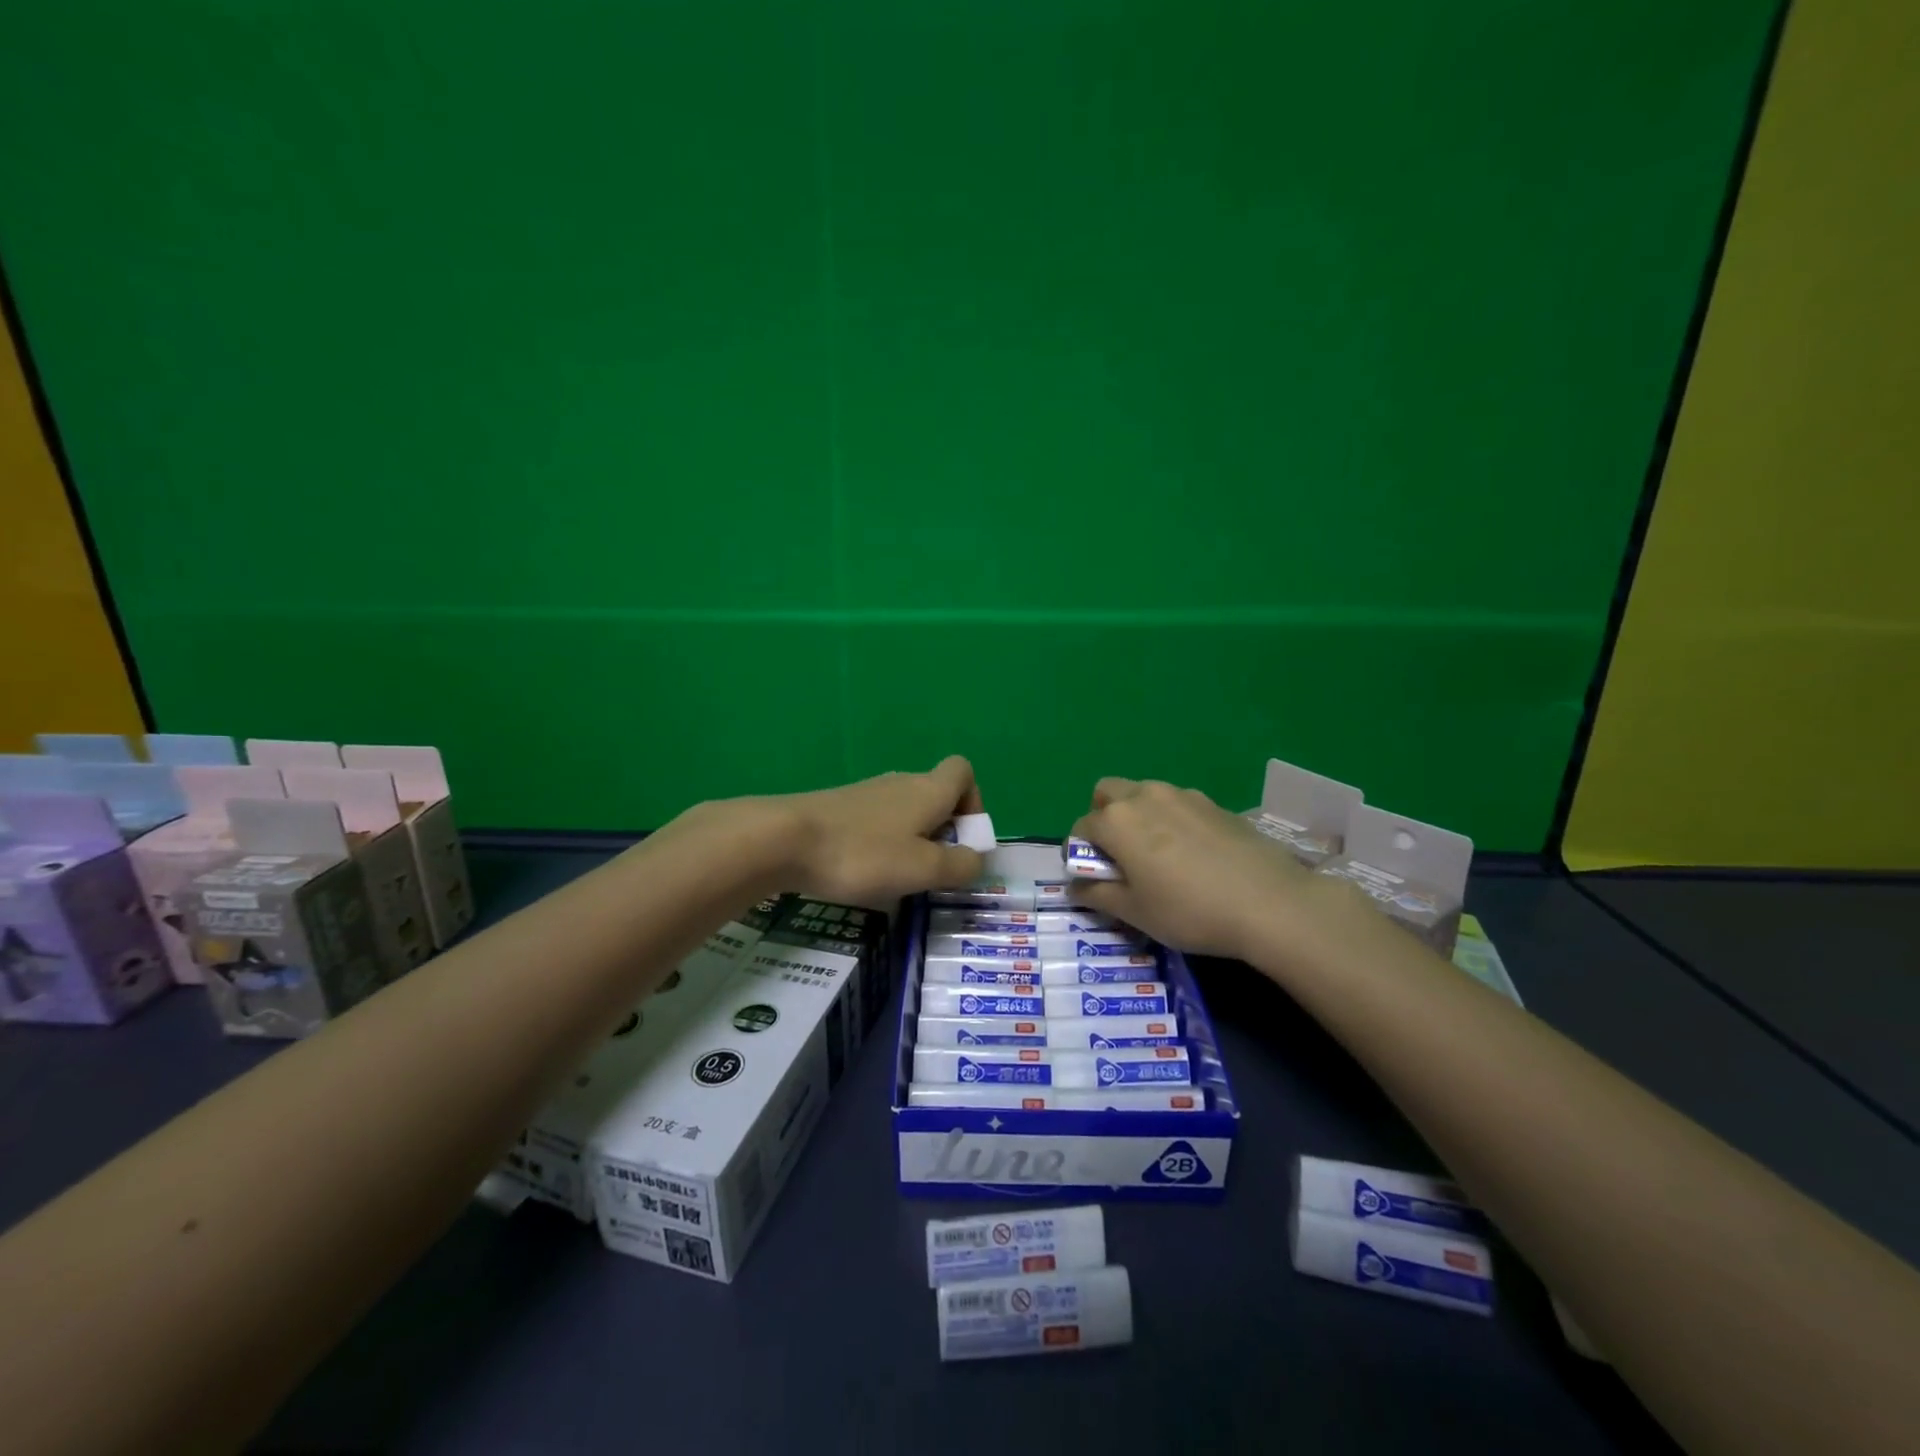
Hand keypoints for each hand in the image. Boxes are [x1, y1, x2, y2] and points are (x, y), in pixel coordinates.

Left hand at [776, 755, 985, 905]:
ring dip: (911, 842)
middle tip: (931, 871)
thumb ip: (960, 865)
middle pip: (935, 796)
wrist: (785, 839)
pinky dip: (882, 845)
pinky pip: (877, 823)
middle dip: (943, 832)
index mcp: (928, 790)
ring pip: (905, 812)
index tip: (962, 839)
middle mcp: (901, 783)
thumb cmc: (864, 854)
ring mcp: (867, 794)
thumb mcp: (923, 869)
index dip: (973, 802)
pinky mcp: (840, 809)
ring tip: (896, 878)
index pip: (963, 771)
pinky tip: (864, 873)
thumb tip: (977, 859)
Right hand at [1068, 778, 1335, 962]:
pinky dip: (1171, 820)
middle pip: (1107, 793)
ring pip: (1143, 794)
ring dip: (1138, 815)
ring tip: (1159, 855)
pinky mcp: (1213, 803)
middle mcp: (1144, 796)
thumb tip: (1074, 886)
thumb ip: (1096, 895)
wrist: (1270, 903)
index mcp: (1116, 821)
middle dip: (1103, 818)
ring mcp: (1182, 795)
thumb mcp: (1135, 912)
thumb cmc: (1189, 911)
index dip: (1079, 854)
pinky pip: (1177, 804)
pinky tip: (1194, 854)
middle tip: (1120, 856)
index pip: (1080, 828)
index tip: (1095, 879)